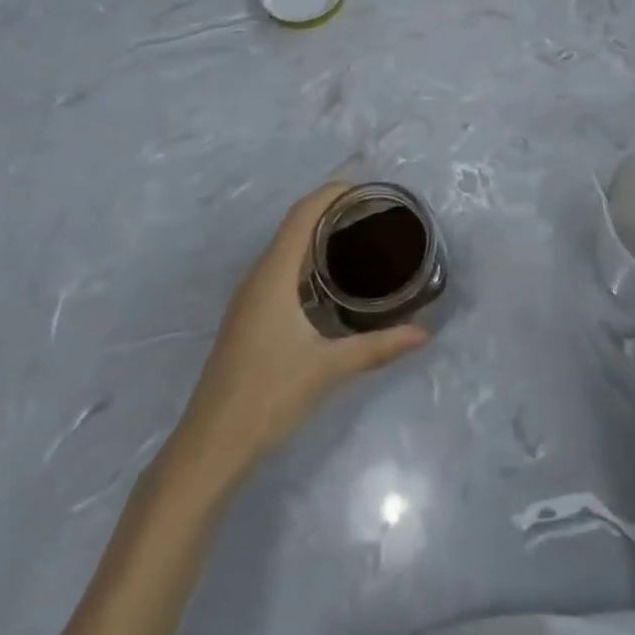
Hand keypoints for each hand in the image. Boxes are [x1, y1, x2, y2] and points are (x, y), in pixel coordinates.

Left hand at [175, 181, 428, 473]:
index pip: (302, 214)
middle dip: (331, 209)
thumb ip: (377, 347)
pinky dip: (306, 257)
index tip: (366, 189)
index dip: (331, 193)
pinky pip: (280, 268)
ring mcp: (249, 296)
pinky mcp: (249, 315)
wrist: (210, 445)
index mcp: (273, 275)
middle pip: (294, 224)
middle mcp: (258, 276)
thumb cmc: (267, 396)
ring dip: (317, 233)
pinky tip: (330, 278)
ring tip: (358, 236)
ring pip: (285, 247)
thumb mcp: (328, 369)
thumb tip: (423, 334)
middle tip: (373, 212)